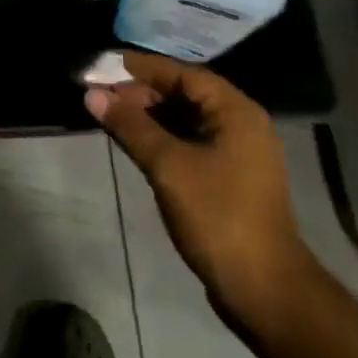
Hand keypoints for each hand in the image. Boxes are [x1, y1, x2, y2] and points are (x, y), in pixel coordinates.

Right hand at [86, 51, 318, 329]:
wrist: (265, 292)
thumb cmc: (218, 216)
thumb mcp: (168, 166)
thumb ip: (130, 126)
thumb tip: (92, 94)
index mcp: (235, 110)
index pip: (181, 73)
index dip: (140, 68)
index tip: (102, 66)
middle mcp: (241, 123)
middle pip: (184, 93)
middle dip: (142, 92)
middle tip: (101, 95)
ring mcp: (238, 152)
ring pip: (186, 119)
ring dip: (150, 116)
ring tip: (111, 115)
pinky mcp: (230, 178)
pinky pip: (191, 142)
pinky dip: (163, 137)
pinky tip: (136, 143)